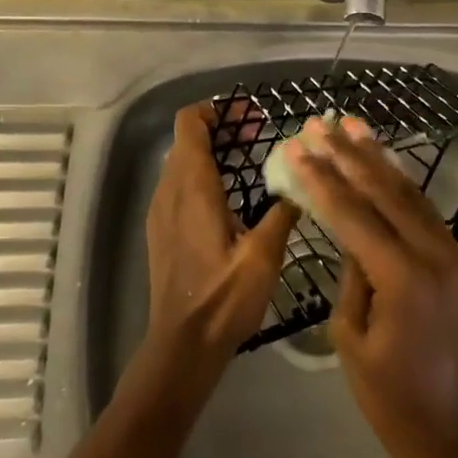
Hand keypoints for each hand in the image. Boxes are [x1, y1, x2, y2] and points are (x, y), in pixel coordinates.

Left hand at [145, 102, 299, 373]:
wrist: (181, 347)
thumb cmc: (223, 299)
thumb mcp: (264, 256)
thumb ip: (281, 212)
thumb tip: (298, 183)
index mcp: (193, 186)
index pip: (189, 123)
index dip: (216, 110)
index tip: (248, 117)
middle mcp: (169, 189)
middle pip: (187, 138)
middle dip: (221, 129)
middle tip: (257, 136)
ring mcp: (160, 209)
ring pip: (180, 161)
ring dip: (210, 152)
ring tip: (247, 163)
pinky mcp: (159, 229)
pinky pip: (176, 184)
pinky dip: (199, 174)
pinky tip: (228, 198)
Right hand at [290, 117, 457, 457]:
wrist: (455, 436)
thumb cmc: (391, 399)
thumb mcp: (351, 337)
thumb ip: (352, 274)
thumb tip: (352, 231)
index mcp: (403, 278)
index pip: (354, 214)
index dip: (322, 178)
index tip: (297, 147)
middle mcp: (434, 255)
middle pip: (384, 191)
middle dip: (348, 153)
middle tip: (321, 123)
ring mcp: (453, 255)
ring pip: (409, 192)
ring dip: (377, 157)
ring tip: (351, 125)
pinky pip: (424, 211)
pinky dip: (400, 183)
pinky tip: (382, 162)